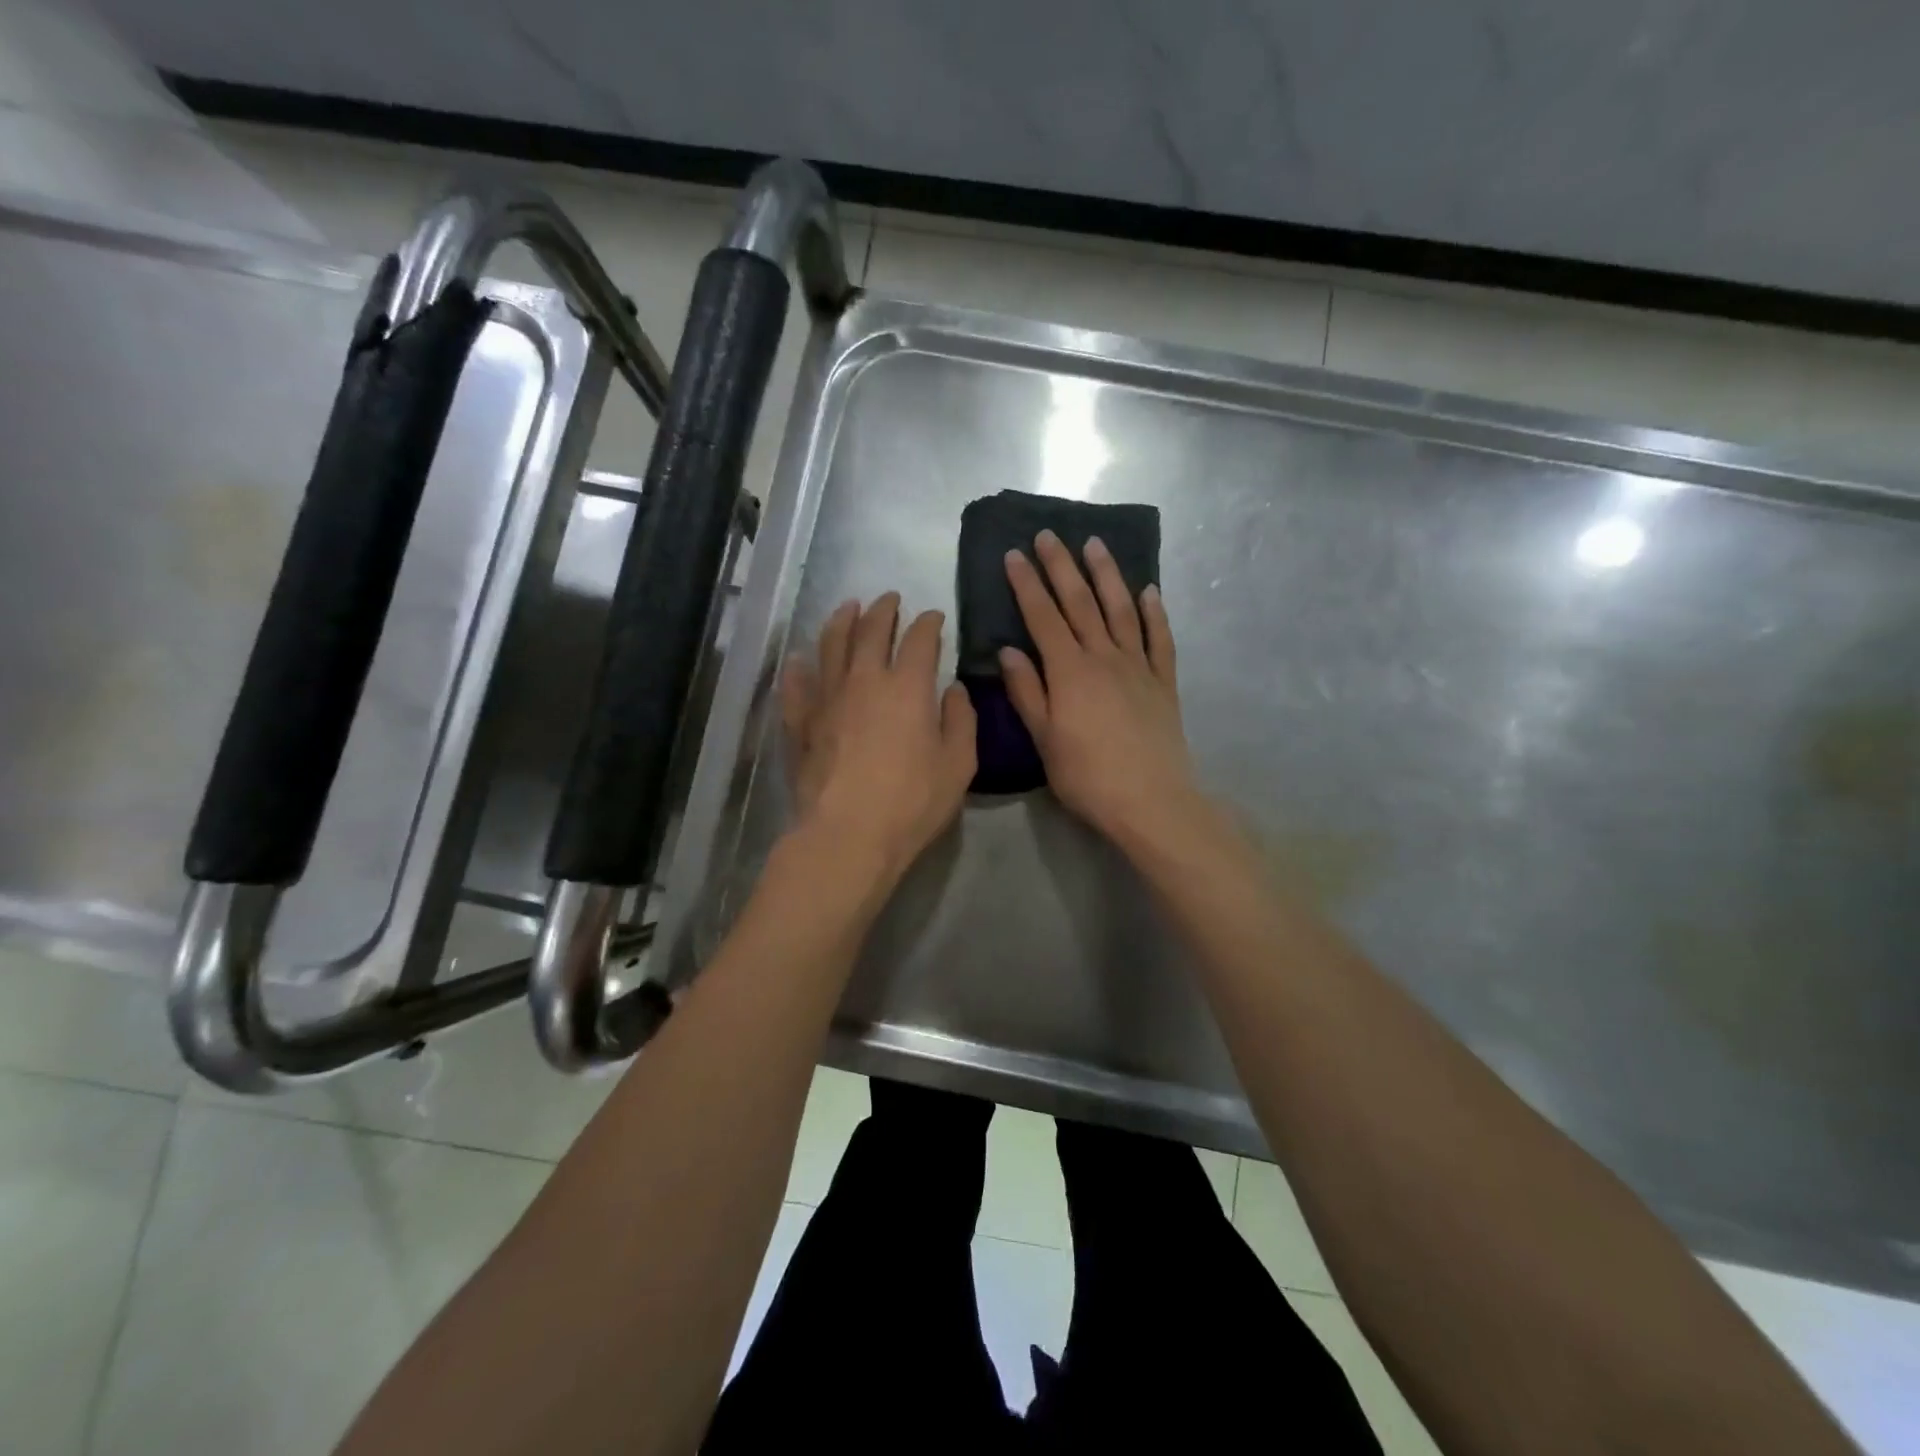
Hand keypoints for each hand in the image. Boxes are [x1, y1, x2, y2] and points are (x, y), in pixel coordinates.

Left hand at [780, 592, 976, 885]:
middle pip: (870, 630)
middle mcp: (864, 680)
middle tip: (889, 598)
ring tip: (848, 607)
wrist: (847, 834)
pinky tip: (798, 659)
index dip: (929, 623)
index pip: (919, 639)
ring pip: (830, 646)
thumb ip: (961, 721)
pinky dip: (798, 668)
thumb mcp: (958, 765)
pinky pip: (796, 685)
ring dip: (841, 621)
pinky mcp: (801, 723)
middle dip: (883, 609)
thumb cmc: (912, 802)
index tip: (934, 616)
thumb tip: (954, 690)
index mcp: (907, 687)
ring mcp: (827, 699)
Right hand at [1001, 531, 1206, 852]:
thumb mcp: (1045, 739)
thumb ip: (1027, 692)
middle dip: (1062, 567)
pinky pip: (1160, 639)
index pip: (1043, 617)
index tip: (1015, 554)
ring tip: (1095, 544)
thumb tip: (1009, 650)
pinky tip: (1149, 591)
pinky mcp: (1164, 682)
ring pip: (1121, 610)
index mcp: (1069, 671)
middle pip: (1080, 603)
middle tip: (1049, 535)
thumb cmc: (1088, 776)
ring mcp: (1139, 667)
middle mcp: (1104, 657)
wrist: (1151, 801)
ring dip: (1107, 575)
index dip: (1027, 584)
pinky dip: (1155, 613)